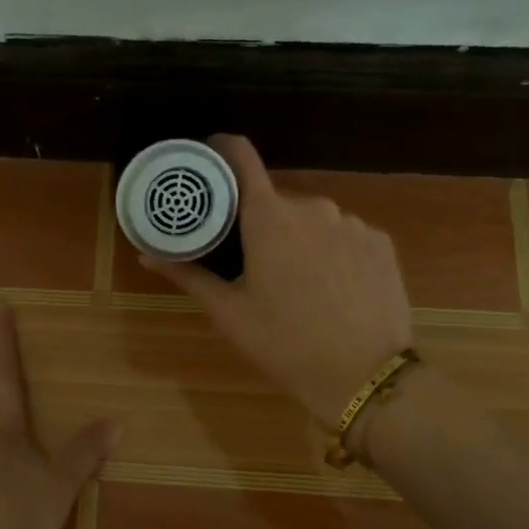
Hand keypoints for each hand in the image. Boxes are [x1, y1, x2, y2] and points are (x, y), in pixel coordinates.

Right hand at [142, 134, 415, 429]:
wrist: (364, 377)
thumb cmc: (284, 343)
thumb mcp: (229, 312)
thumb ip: (188, 274)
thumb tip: (146, 254)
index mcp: (269, 217)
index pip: (241, 156)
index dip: (220, 150)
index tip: (207, 162)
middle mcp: (313, 206)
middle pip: (275, 199)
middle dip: (258, 221)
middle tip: (247, 260)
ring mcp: (353, 223)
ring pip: (312, 218)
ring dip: (297, 237)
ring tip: (294, 282)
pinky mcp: (382, 243)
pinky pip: (345, 234)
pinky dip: (331, 250)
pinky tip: (332, 287)